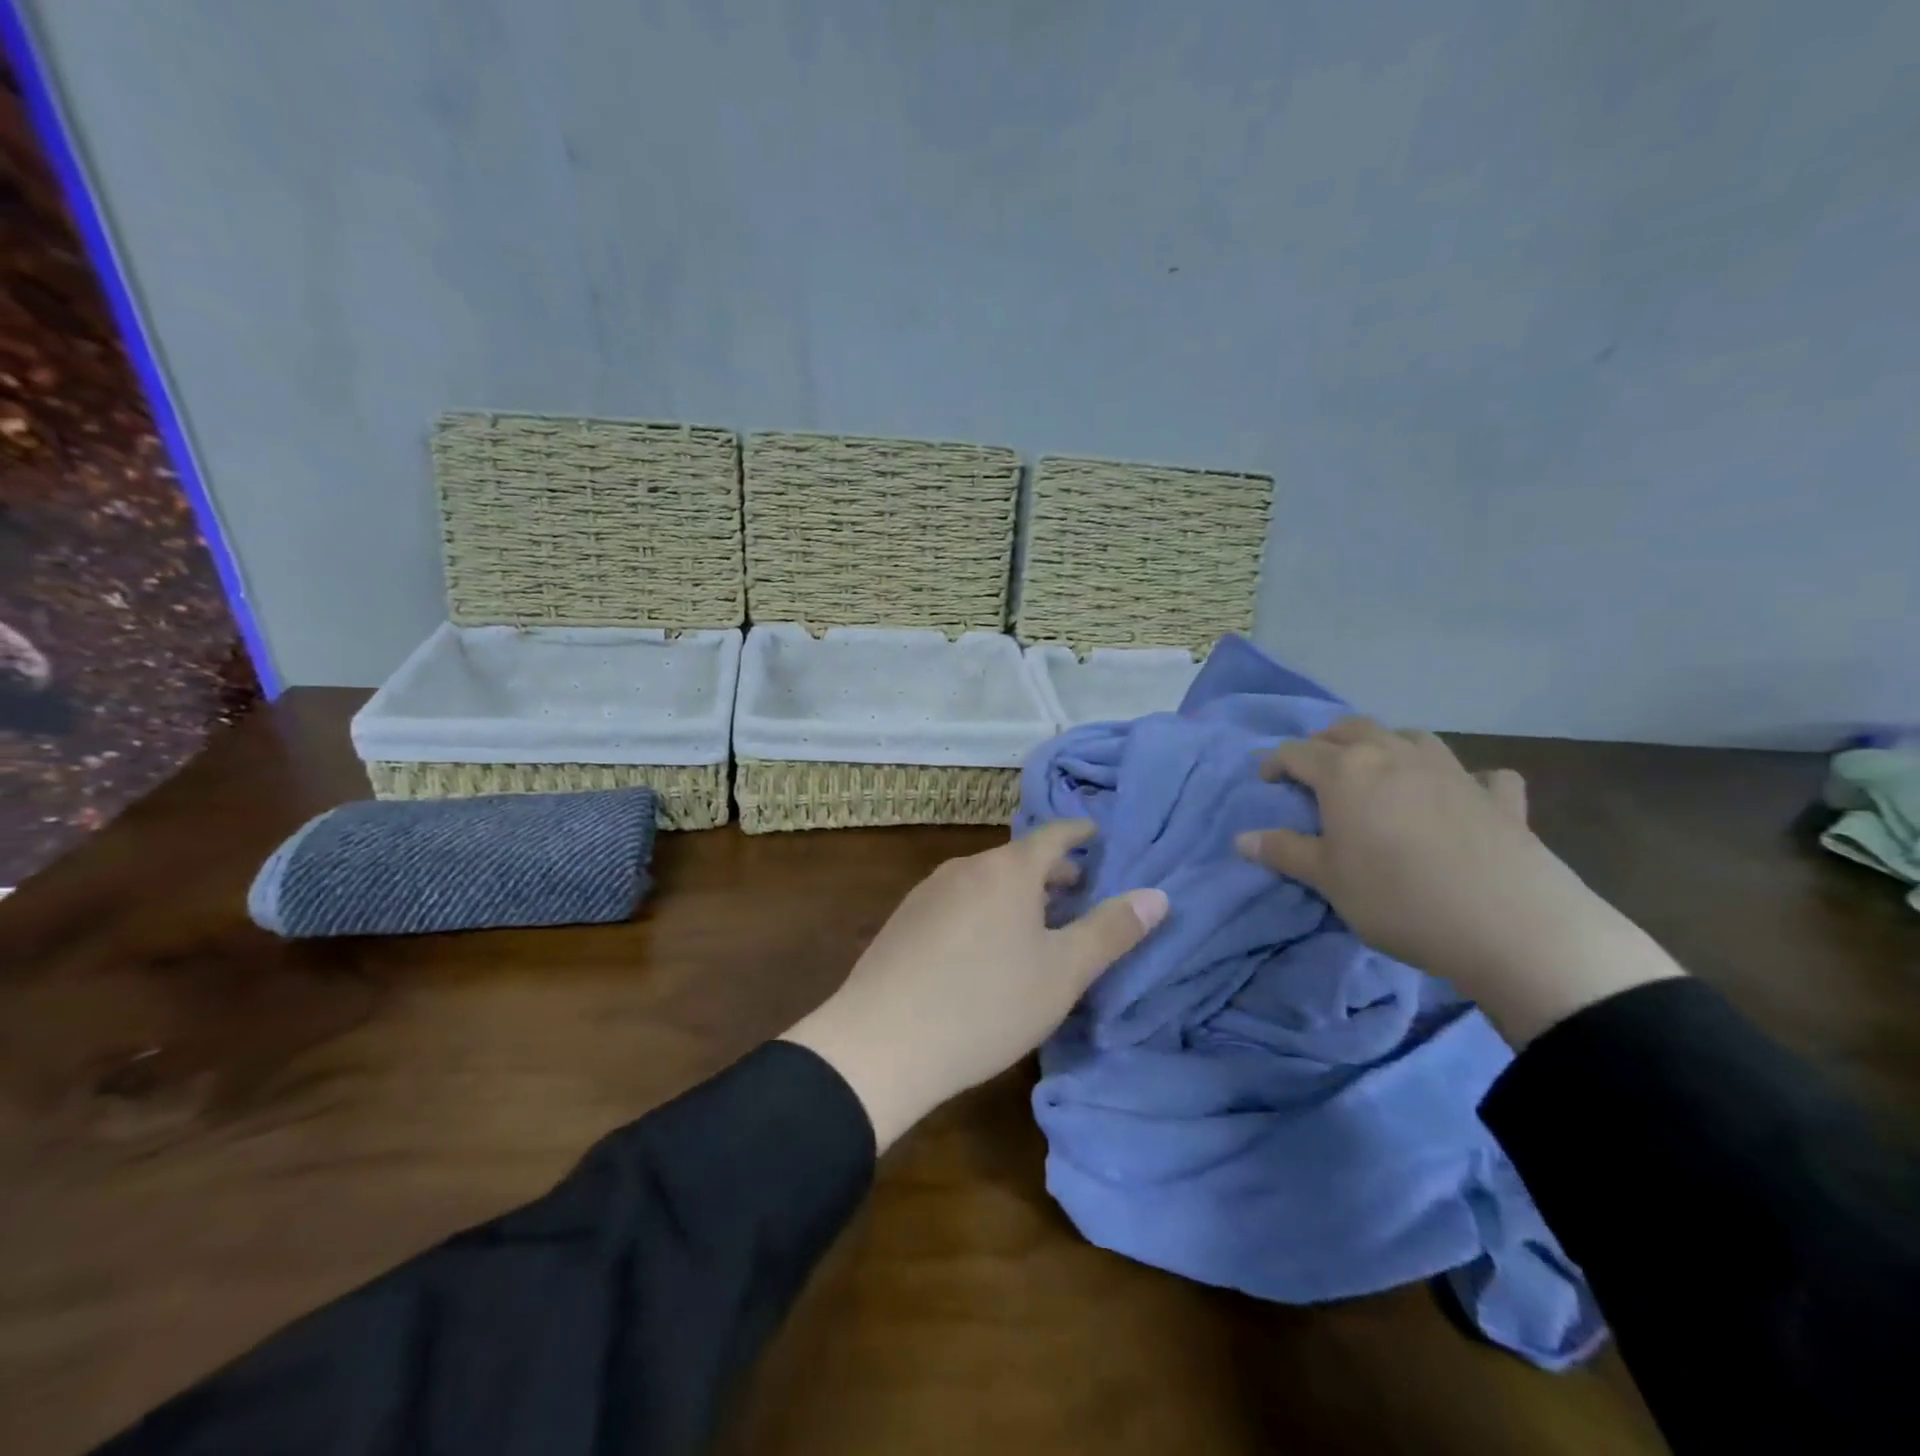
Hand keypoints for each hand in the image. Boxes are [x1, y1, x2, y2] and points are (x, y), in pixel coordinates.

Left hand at [781, 821, 1167, 1150]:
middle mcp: (966, 867)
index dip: (1081, 833)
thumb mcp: (1062, 973)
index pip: (1055, 835)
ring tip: (1038, 926)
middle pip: (1020, 859)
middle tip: (1081, 894)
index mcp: (1008, 870)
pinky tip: (986, 950)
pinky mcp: (904, 920)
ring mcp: (928, 891)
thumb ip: (1111, 931)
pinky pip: (959, 901)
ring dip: (1018, 895)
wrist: (880, 1042)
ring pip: (987, 881)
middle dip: (1053, 873)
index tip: (1100, 836)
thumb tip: (1157, 895)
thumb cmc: (986, 1004)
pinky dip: (985, 910)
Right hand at [1235, 718, 1681, 1044]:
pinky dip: (1465, 779)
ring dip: (1387, 745)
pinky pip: (1480, 774)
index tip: (1265, 780)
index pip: (1297, 752)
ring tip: (1379, 770)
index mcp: (1346, 772)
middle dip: (1326, 742)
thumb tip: (1241, 838)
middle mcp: (1395, 756)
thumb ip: (1285, 852)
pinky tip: (1464, 796)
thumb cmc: (1397, 898)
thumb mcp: (1328, 880)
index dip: (1275, 762)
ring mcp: (1451, 771)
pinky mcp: (1498, 797)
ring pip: (1411, 736)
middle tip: (1315, 767)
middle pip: (1352, 729)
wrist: (1508, 925)